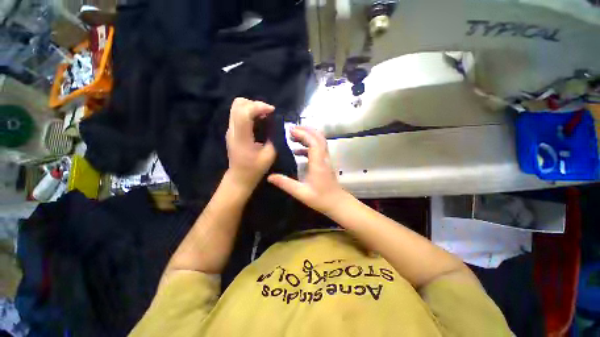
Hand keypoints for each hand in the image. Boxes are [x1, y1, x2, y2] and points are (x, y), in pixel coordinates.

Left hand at [225, 98, 276, 191]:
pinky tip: (259, 120)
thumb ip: (274, 139)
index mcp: (242, 138)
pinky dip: (249, 112)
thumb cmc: (255, 169)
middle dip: (255, 104)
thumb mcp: (269, 155)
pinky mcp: (232, 131)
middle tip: (267, 112)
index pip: (244, 113)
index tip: (272, 111)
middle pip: (237, 104)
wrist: (239, 178)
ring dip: (252, 107)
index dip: (258, 107)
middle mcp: (233, 131)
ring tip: (264, 115)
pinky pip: (238, 114)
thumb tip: (276, 126)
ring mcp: (231, 130)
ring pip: (236, 107)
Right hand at [268, 126, 346, 214]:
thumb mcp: (301, 193)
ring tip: (293, 137)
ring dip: (308, 136)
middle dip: (306, 130)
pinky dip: (309, 145)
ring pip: (320, 141)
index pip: (313, 142)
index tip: (290, 131)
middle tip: (291, 130)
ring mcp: (326, 160)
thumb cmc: (321, 199)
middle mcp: (324, 158)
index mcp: (318, 163)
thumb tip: (270, 177)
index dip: (303, 134)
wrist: (337, 203)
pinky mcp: (325, 163)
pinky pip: (318, 149)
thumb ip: (286, 184)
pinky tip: (298, 151)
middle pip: (319, 137)